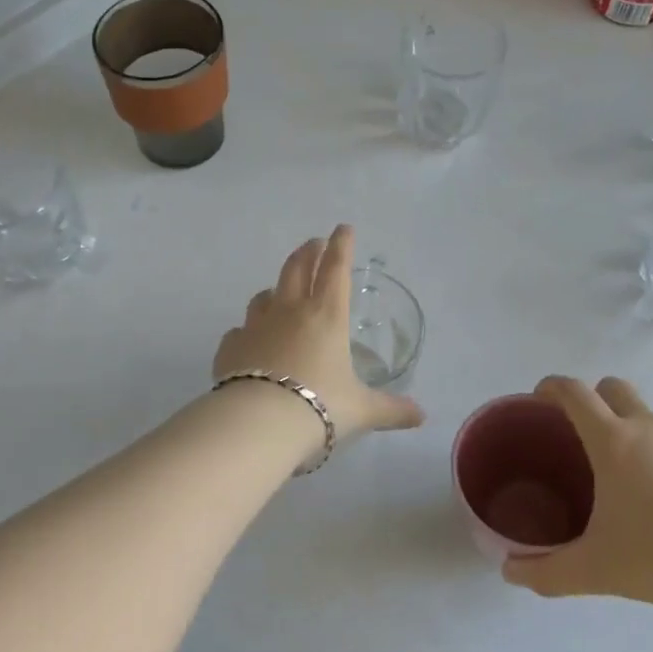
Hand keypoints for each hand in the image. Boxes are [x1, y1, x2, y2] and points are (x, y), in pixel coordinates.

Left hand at [212, 225, 425, 441]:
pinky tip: (250, 341)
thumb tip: (421, 417)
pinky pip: (240, 331)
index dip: (342, 246)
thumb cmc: (319, 406)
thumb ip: (391, 410)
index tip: (343, 228)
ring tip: (280, 292)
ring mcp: (256, 326)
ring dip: (276, 289)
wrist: (258, 423)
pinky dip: (248, 331)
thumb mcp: (361, 410)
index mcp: (327, 316)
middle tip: (314, 243)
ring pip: (264, 296)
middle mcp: (290, 312)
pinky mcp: (231, 346)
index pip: (336, 269)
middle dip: (308, 252)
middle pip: (297, 268)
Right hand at [502, 375, 652, 618]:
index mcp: (613, 442)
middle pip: (613, 388)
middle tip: (592, 441)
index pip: (572, 392)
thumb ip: (546, 571)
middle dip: (596, 401)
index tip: (541, 400)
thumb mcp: (596, 571)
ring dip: (643, 441)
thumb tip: (507, 571)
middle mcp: (651, 425)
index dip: (551, 387)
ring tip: (651, 491)